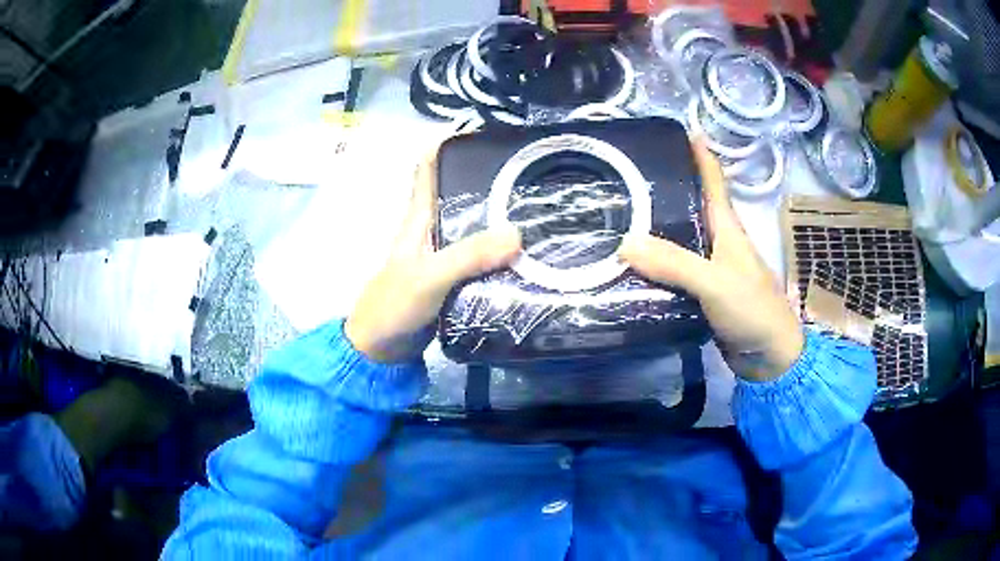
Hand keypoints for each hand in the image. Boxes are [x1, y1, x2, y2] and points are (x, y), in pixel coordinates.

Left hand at [345, 153, 521, 363]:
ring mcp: (445, 254)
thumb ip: (468, 256)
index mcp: (419, 217)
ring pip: (475, 223)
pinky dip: (502, 249)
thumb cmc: (393, 305)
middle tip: (530, 168)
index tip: (484, 131)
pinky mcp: (456, 278)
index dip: (449, 143)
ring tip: (540, 202)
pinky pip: (483, 255)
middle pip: (460, 191)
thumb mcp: (429, 276)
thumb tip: (518, 233)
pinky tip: (528, 249)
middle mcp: (433, 228)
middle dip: (489, 176)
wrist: (382, 348)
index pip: (429, 167)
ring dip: (500, 213)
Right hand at [619, 138, 803, 380]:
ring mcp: (709, 269)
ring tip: (617, 217)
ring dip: (653, 230)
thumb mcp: (716, 282)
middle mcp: (717, 242)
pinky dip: (654, 266)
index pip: (712, 180)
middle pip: (689, 207)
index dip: (698, 154)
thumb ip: (674, 263)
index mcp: (727, 228)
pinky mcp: (701, 294)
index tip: (677, 130)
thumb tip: (623, 243)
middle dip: (663, 189)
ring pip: (677, 241)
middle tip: (625, 176)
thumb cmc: (753, 310)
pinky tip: (630, 266)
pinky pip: (673, 272)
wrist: (769, 357)